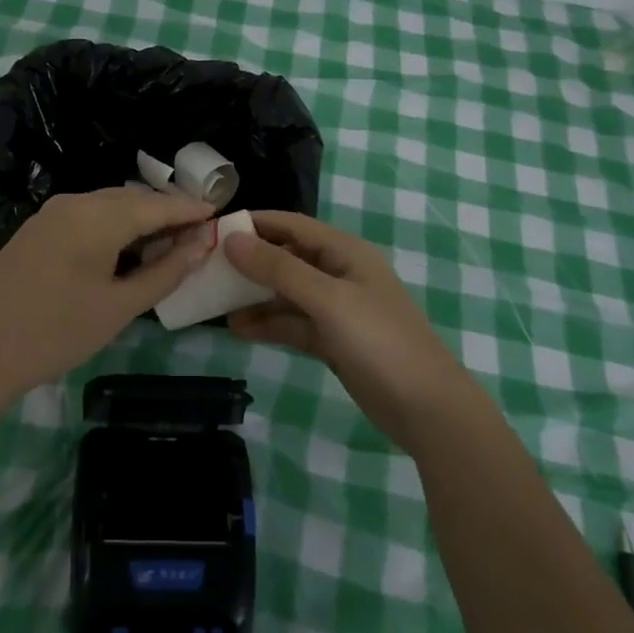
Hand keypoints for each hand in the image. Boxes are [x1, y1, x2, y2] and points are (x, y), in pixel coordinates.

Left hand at [0, 187, 214, 403]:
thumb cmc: (55, 331)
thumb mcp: (118, 307)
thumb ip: (164, 272)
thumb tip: (201, 244)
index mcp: (99, 215)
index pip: (158, 204)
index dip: (191, 210)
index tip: (220, 215)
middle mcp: (76, 202)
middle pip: (134, 199)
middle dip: (167, 212)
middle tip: (198, 233)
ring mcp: (52, 213)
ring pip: (109, 205)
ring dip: (140, 218)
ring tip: (168, 242)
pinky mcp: (37, 229)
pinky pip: (88, 215)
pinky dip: (115, 225)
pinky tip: (125, 248)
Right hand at [224, 211, 476, 451]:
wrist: (426, 408)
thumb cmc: (379, 341)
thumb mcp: (327, 299)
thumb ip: (279, 269)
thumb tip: (232, 240)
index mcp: (344, 252)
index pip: (292, 225)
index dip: (255, 224)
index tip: (214, 229)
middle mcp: (339, 273)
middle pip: (286, 258)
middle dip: (249, 262)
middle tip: (207, 268)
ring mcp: (336, 309)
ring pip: (286, 293)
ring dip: (254, 296)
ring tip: (215, 301)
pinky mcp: (333, 341)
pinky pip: (293, 324)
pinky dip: (268, 325)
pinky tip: (239, 329)